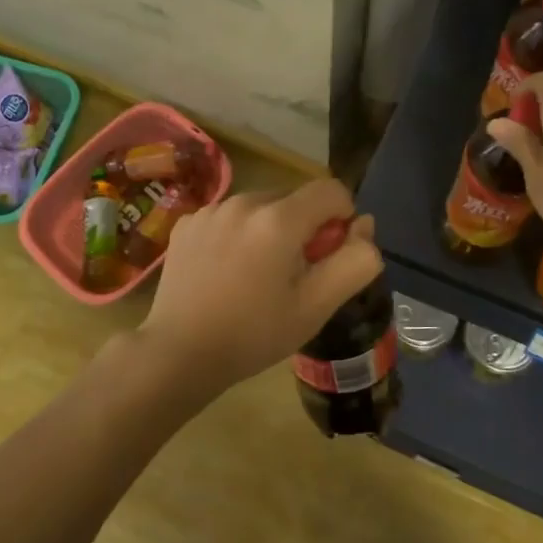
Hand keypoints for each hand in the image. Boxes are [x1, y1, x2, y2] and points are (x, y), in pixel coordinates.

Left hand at [138, 179, 383, 391]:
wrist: (179, 353)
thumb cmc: (254, 334)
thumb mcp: (316, 306)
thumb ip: (354, 261)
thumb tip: (364, 226)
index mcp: (278, 219)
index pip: (330, 190)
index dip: (342, 219)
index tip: (328, 256)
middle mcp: (243, 201)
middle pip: (293, 198)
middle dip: (304, 228)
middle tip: (292, 276)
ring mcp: (210, 210)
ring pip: (260, 207)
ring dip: (270, 230)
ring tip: (256, 276)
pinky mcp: (187, 224)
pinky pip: (228, 217)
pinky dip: (237, 235)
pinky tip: (225, 272)